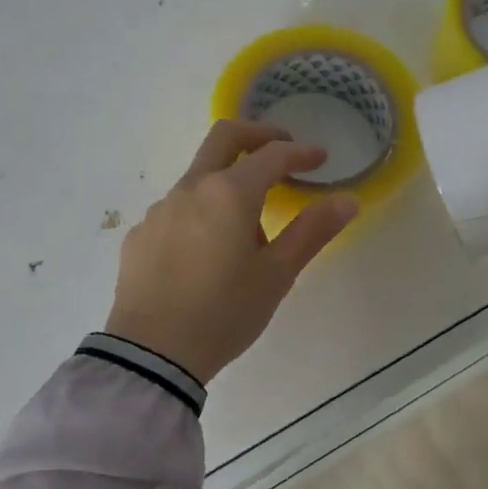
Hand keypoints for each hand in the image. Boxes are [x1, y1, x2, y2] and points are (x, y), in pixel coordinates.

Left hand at [105, 120, 357, 384]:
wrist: (151, 353)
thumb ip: (311, 231)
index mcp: (229, 192)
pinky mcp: (141, 233)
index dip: (300, 153)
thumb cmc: (223, 313)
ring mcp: (160, 209)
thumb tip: (347, 200)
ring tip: (247, 228)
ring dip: (228, 182)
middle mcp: (191, 188)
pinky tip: (205, 251)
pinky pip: (177, 208)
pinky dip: (200, 211)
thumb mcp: (276, 275)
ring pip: (199, 176)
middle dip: (258, 135)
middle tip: (283, 150)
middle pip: (225, 137)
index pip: (272, 155)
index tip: (320, 159)